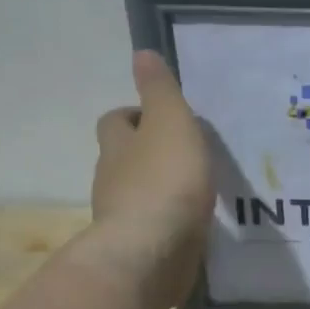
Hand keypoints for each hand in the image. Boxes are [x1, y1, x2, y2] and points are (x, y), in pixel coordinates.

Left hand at [73, 50, 214, 303]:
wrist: (151, 254)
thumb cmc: (165, 182)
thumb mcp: (171, 125)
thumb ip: (161, 92)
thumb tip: (142, 54)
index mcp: (118, 146)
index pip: (117, 121)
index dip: (136, 115)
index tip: (162, 118)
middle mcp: (112, 180)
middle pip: (124, 158)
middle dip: (149, 154)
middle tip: (186, 155)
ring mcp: (123, 218)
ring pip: (139, 195)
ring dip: (161, 190)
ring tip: (197, 192)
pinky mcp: (140, 250)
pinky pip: (154, 229)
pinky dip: (169, 223)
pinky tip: (194, 226)